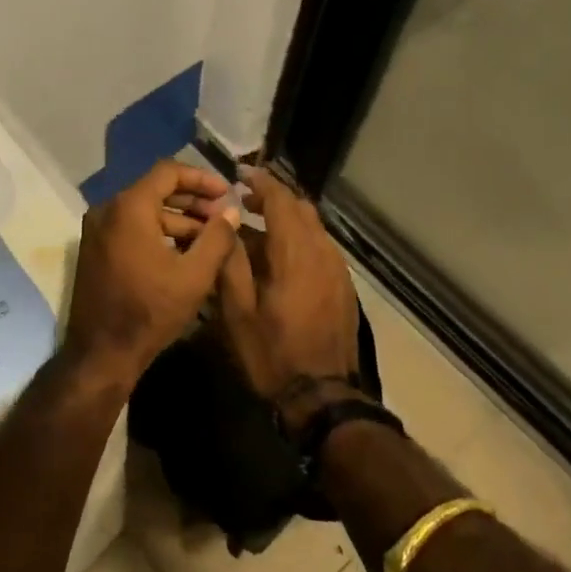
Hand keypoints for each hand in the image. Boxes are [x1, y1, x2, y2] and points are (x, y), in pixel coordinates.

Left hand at [63, 160, 241, 384]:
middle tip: (223, 216)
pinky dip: (158, 233)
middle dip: (193, 201)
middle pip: (155, 190)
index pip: (168, 171)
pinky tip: (185, 252)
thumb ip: (216, 238)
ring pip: (144, 211)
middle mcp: (107, 210)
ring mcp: (97, 230)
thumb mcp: (194, 275)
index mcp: (129, 207)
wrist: (101, 353)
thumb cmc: (150, 311)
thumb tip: (231, 212)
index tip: (227, 193)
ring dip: (178, 220)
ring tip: (210, 238)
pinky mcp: (96, 249)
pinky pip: (131, 228)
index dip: (201, 178)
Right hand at [217, 169, 361, 429]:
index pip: (281, 201)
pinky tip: (280, 257)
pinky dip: (299, 239)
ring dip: (287, 219)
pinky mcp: (343, 287)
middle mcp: (322, 253)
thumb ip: (231, 262)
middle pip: (302, 209)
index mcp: (295, 253)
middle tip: (243, 200)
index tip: (240, 174)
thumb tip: (226, 225)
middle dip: (273, 197)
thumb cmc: (272, 353)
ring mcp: (338, 271)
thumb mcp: (237, 311)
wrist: (323, 397)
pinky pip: (321, 247)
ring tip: (256, 227)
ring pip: (313, 228)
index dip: (260, 183)